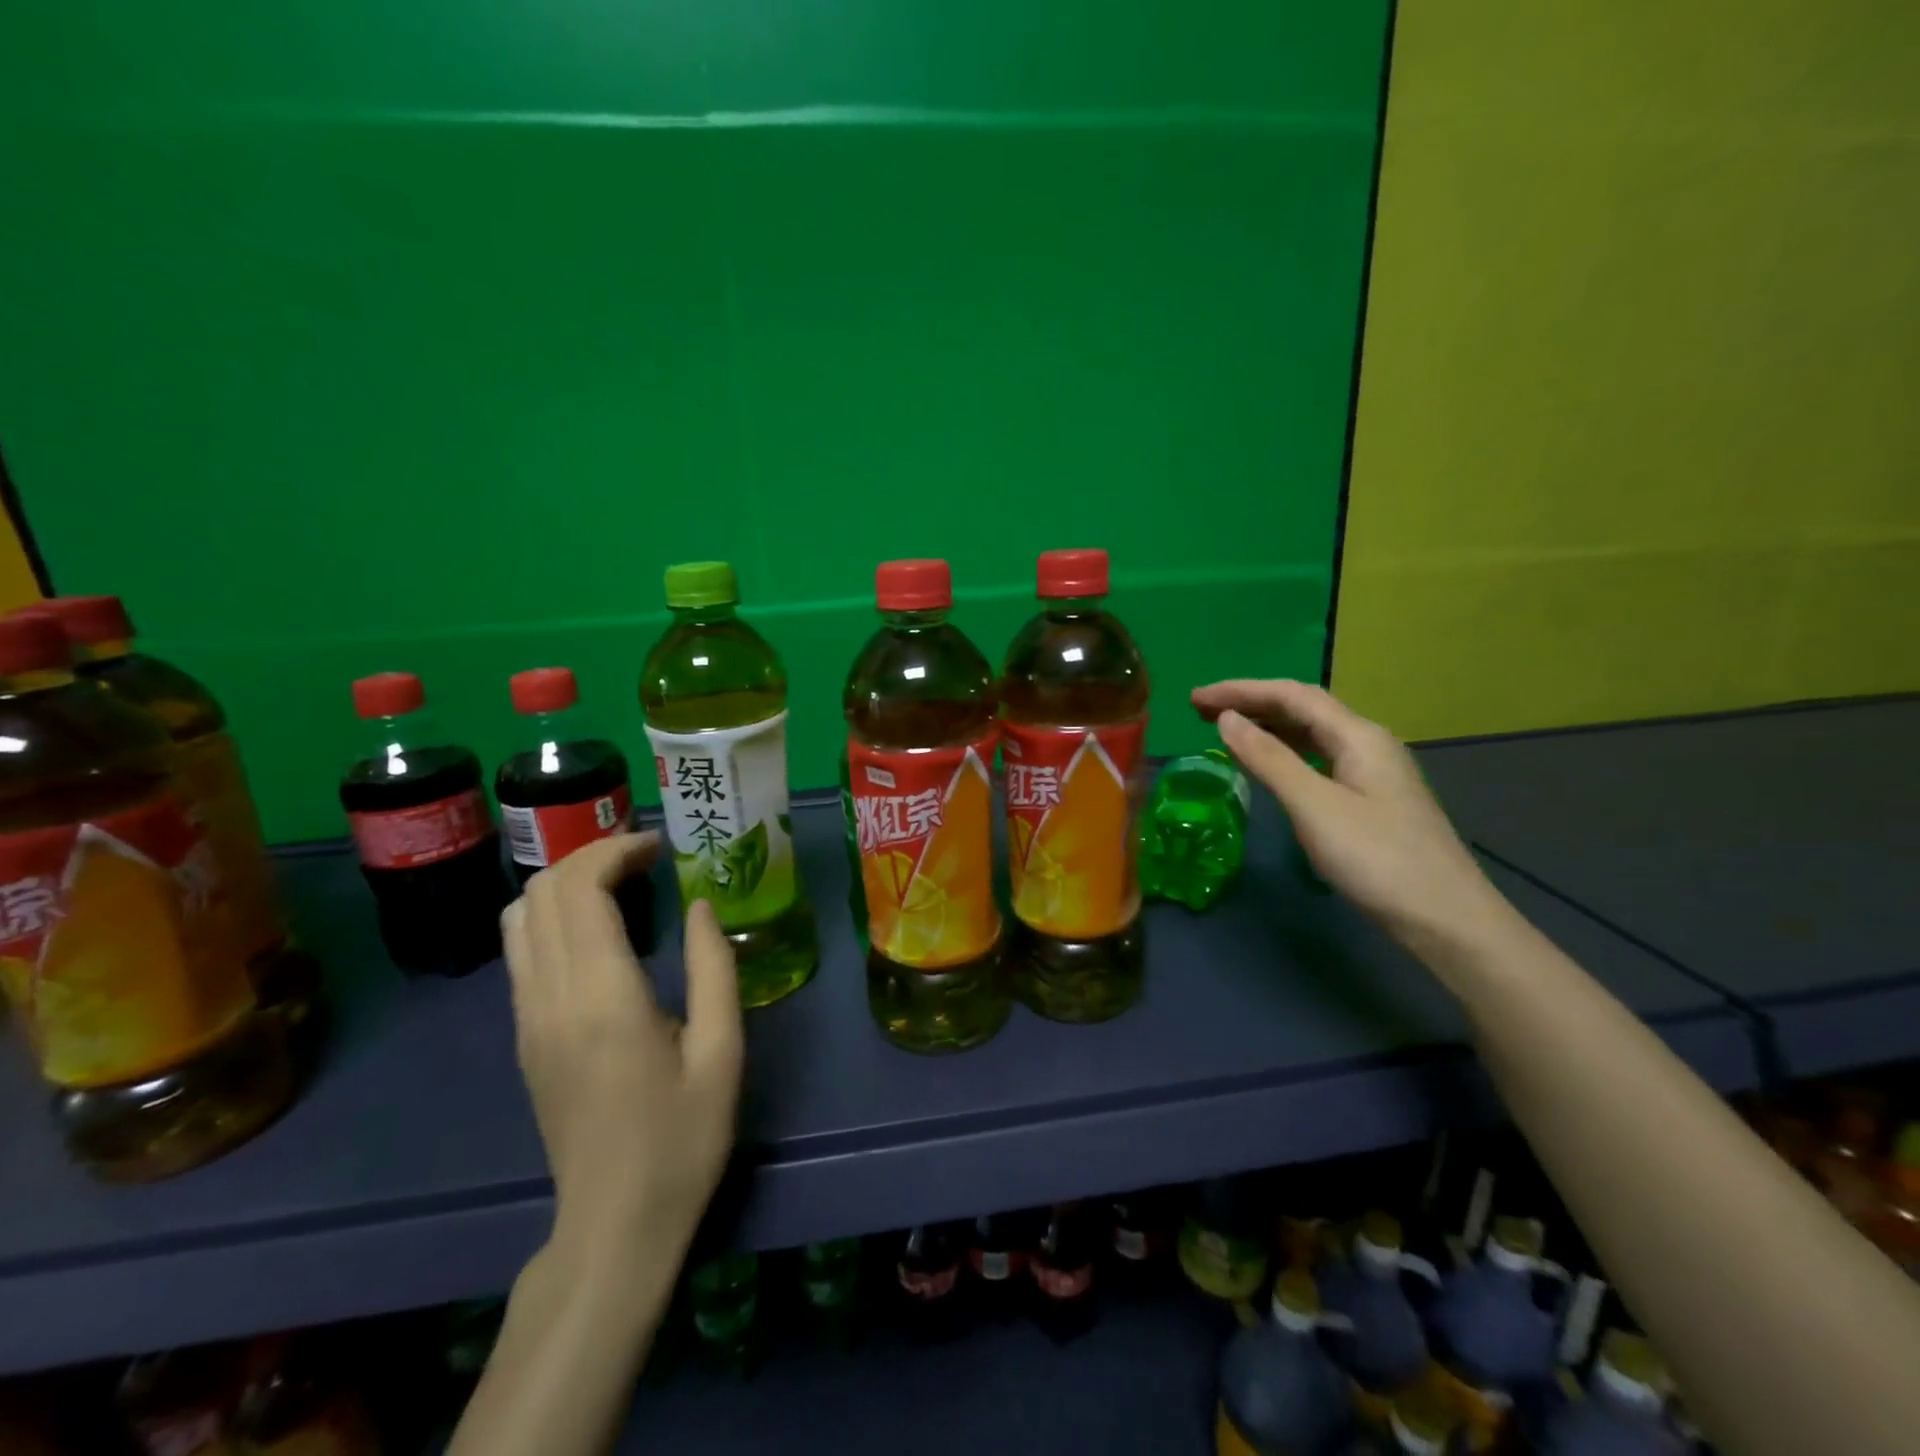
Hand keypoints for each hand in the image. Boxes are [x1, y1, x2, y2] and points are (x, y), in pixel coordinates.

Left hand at [502, 833, 742, 1269]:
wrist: (614, 1225)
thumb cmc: (682, 1139)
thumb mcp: (722, 1052)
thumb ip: (714, 967)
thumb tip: (698, 905)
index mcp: (602, 997)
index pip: (581, 889)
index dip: (616, 850)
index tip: (660, 846)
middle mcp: (550, 997)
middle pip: (542, 892)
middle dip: (591, 856)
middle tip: (647, 858)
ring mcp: (527, 1018)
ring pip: (519, 918)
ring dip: (565, 883)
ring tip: (620, 884)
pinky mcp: (524, 1037)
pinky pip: (522, 951)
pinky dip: (554, 916)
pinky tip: (600, 930)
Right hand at [1191, 679, 1511, 953]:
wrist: (1445, 919)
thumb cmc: (1375, 858)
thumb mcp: (1313, 805)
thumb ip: (1268, 758)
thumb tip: (1227, 718)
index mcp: (1358, 735)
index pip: (1292, 695)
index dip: (1241, 690)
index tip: (1196, 698)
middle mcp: (1368, 743)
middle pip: (1303, 708)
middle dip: (1251, 703)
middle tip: (1201, 711)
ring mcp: (1373, 771)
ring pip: (1312, 734)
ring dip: (1267, 726)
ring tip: (1225, 731)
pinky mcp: (1371, 798)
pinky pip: (1318, 758)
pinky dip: (1285, 753)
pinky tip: (1269, 765)